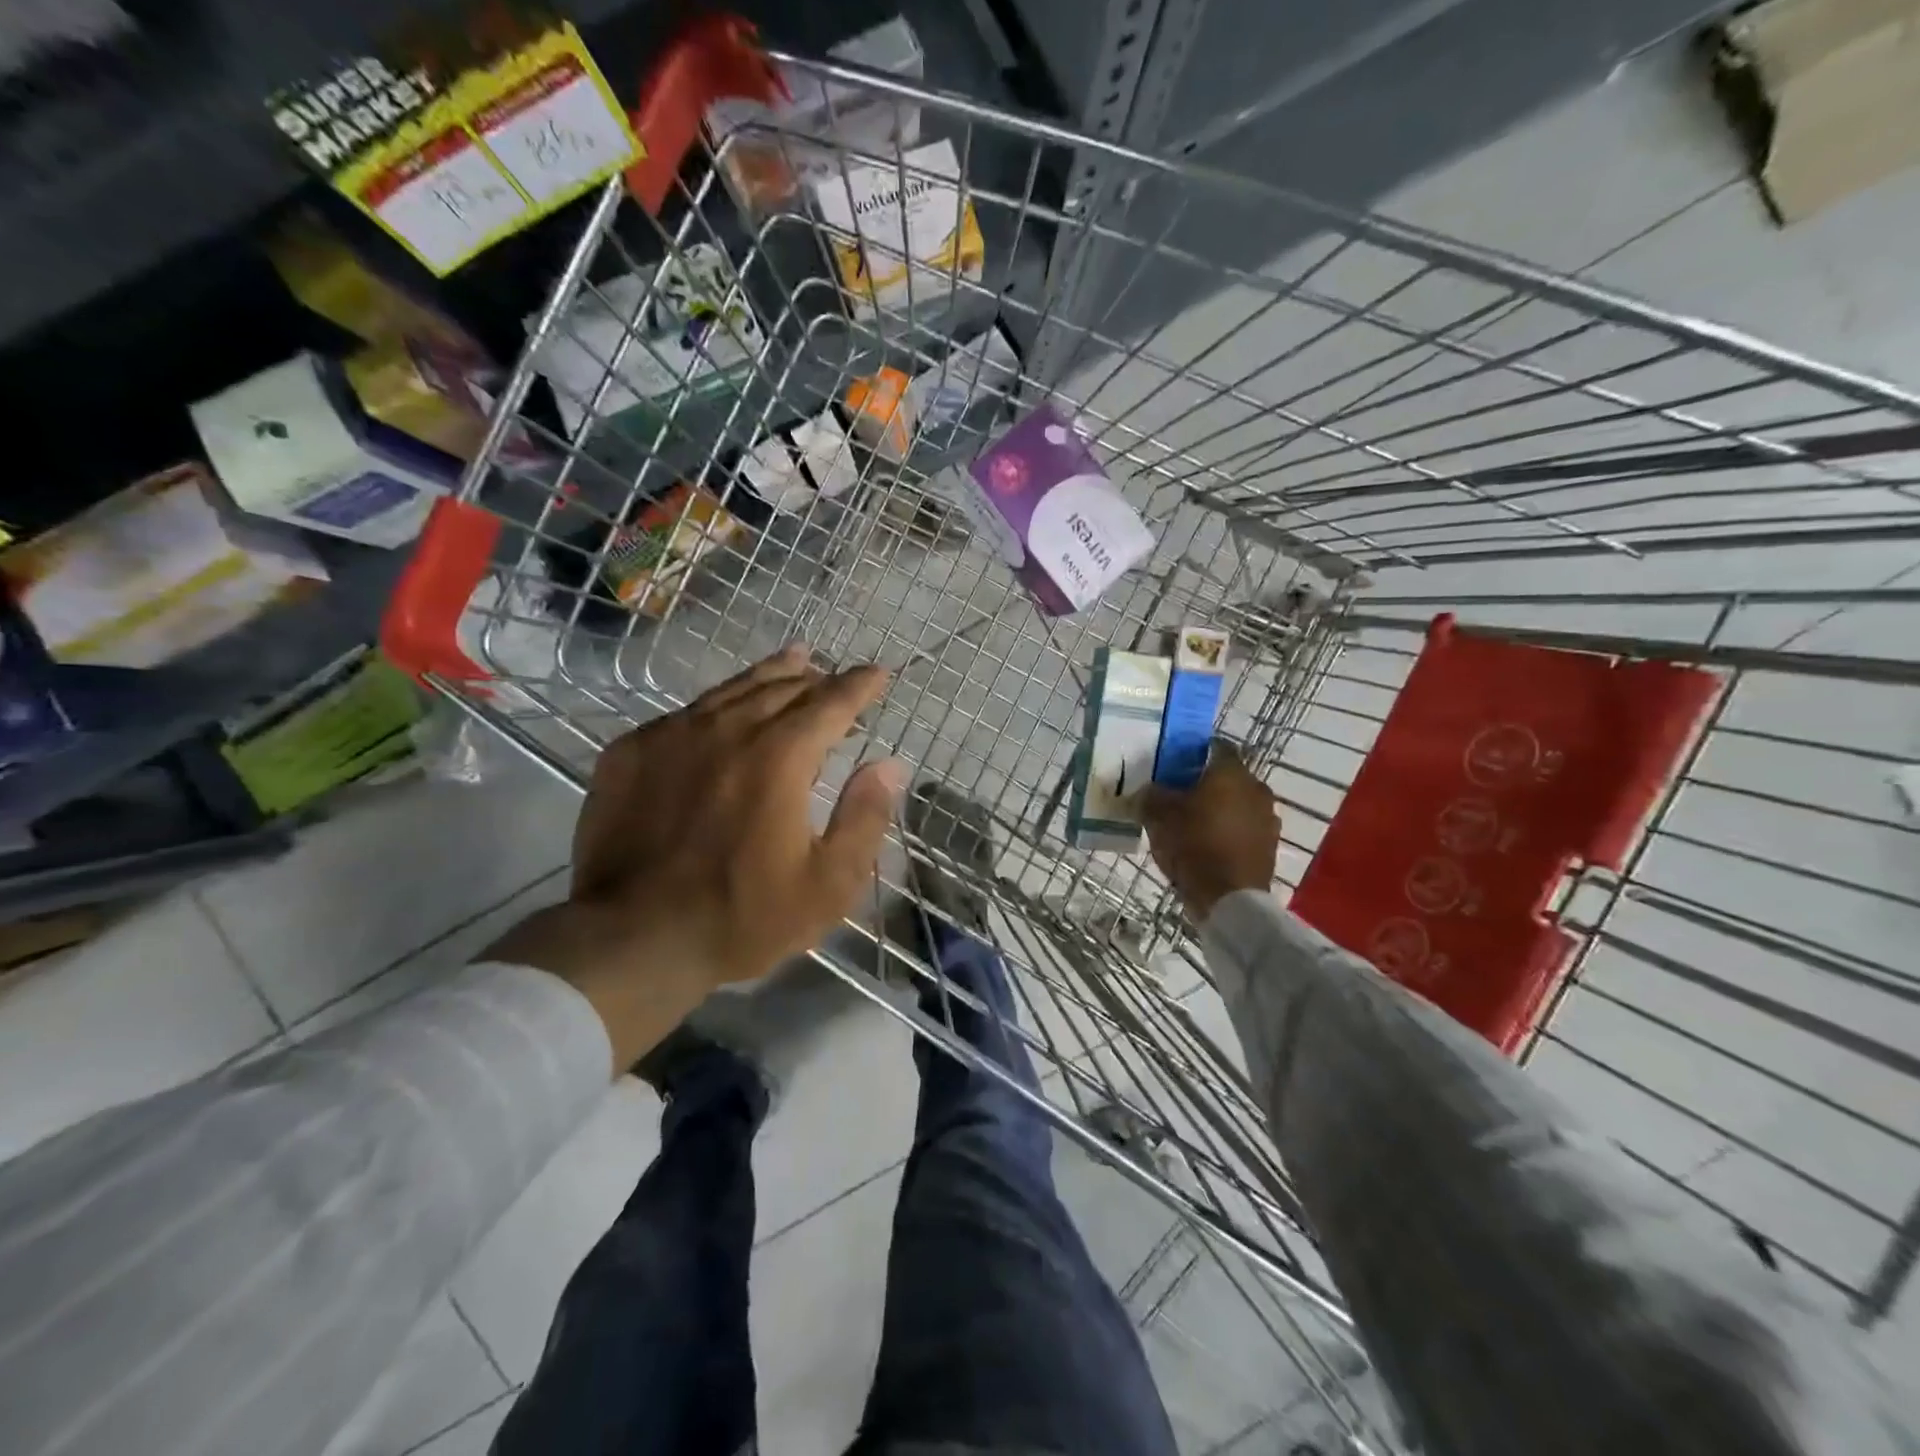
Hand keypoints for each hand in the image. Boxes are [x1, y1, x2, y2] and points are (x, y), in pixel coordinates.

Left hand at [490, 645, 903, 1069]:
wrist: (632, 939)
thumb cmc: (742, 916)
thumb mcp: (828, 884)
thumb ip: (865, 817)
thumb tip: (890, 765)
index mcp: (780, 757)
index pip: (831, 703)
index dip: (859, 686)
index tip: (878, 674)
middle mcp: (728, 730)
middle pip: (782, 687)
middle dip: (818, 678)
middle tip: (836, 677)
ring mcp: (673, 735)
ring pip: (732, 689)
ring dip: (771, 675)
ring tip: (793, 660)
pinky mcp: (631, 751)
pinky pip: (686, 712)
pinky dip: (718, 704)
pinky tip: (723, 711)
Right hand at [1141, 742, 1279, 921]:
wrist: (1230, 898)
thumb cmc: (1193, 844)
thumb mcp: (1158, 816)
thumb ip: (1151, 796)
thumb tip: (1148, 790)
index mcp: (1231, 773)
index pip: (1216, 747)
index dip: (1195, 752)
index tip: (1176, 765)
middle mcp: (1256, 788)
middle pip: (1228, 777)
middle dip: (1207, 784)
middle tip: (1180, 796)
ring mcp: (1268, 818)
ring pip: (1239, 804)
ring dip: (1220, 809)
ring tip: (1194, 824)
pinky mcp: (1270, 846)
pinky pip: (1245, 829)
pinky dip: (1229, 832)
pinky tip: (1209, 846)